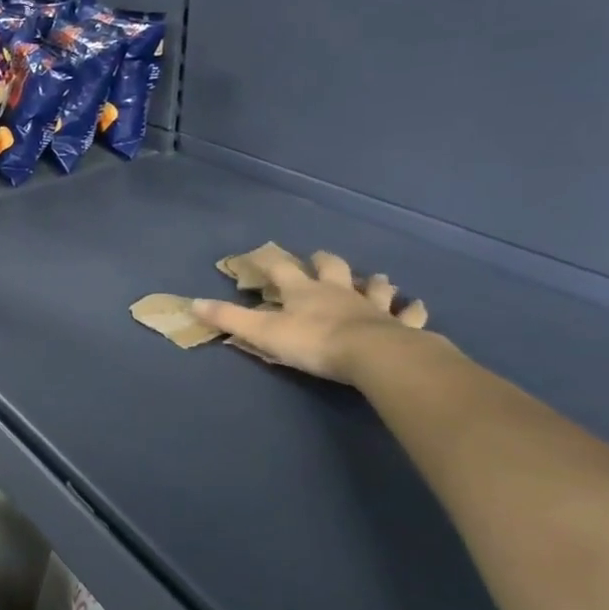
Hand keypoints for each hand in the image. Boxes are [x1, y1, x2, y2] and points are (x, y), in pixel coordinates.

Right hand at [191, 245, 430, 383]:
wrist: (373, 355)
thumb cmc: (313, 341)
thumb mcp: (263, 332)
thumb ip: (229, 318)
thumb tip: (192, 303)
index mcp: (303, 292)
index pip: (281, 269)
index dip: (268, 261)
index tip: (259, 254)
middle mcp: (338, 292)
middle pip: (331, 268)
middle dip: (324, 261)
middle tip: (320, 257)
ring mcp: (372, 306)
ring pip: (373, 286)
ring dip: (372, 281)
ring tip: (374, 278)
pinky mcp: (399, 326)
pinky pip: (409, 315)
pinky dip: (412, 310)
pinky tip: (417, 306)